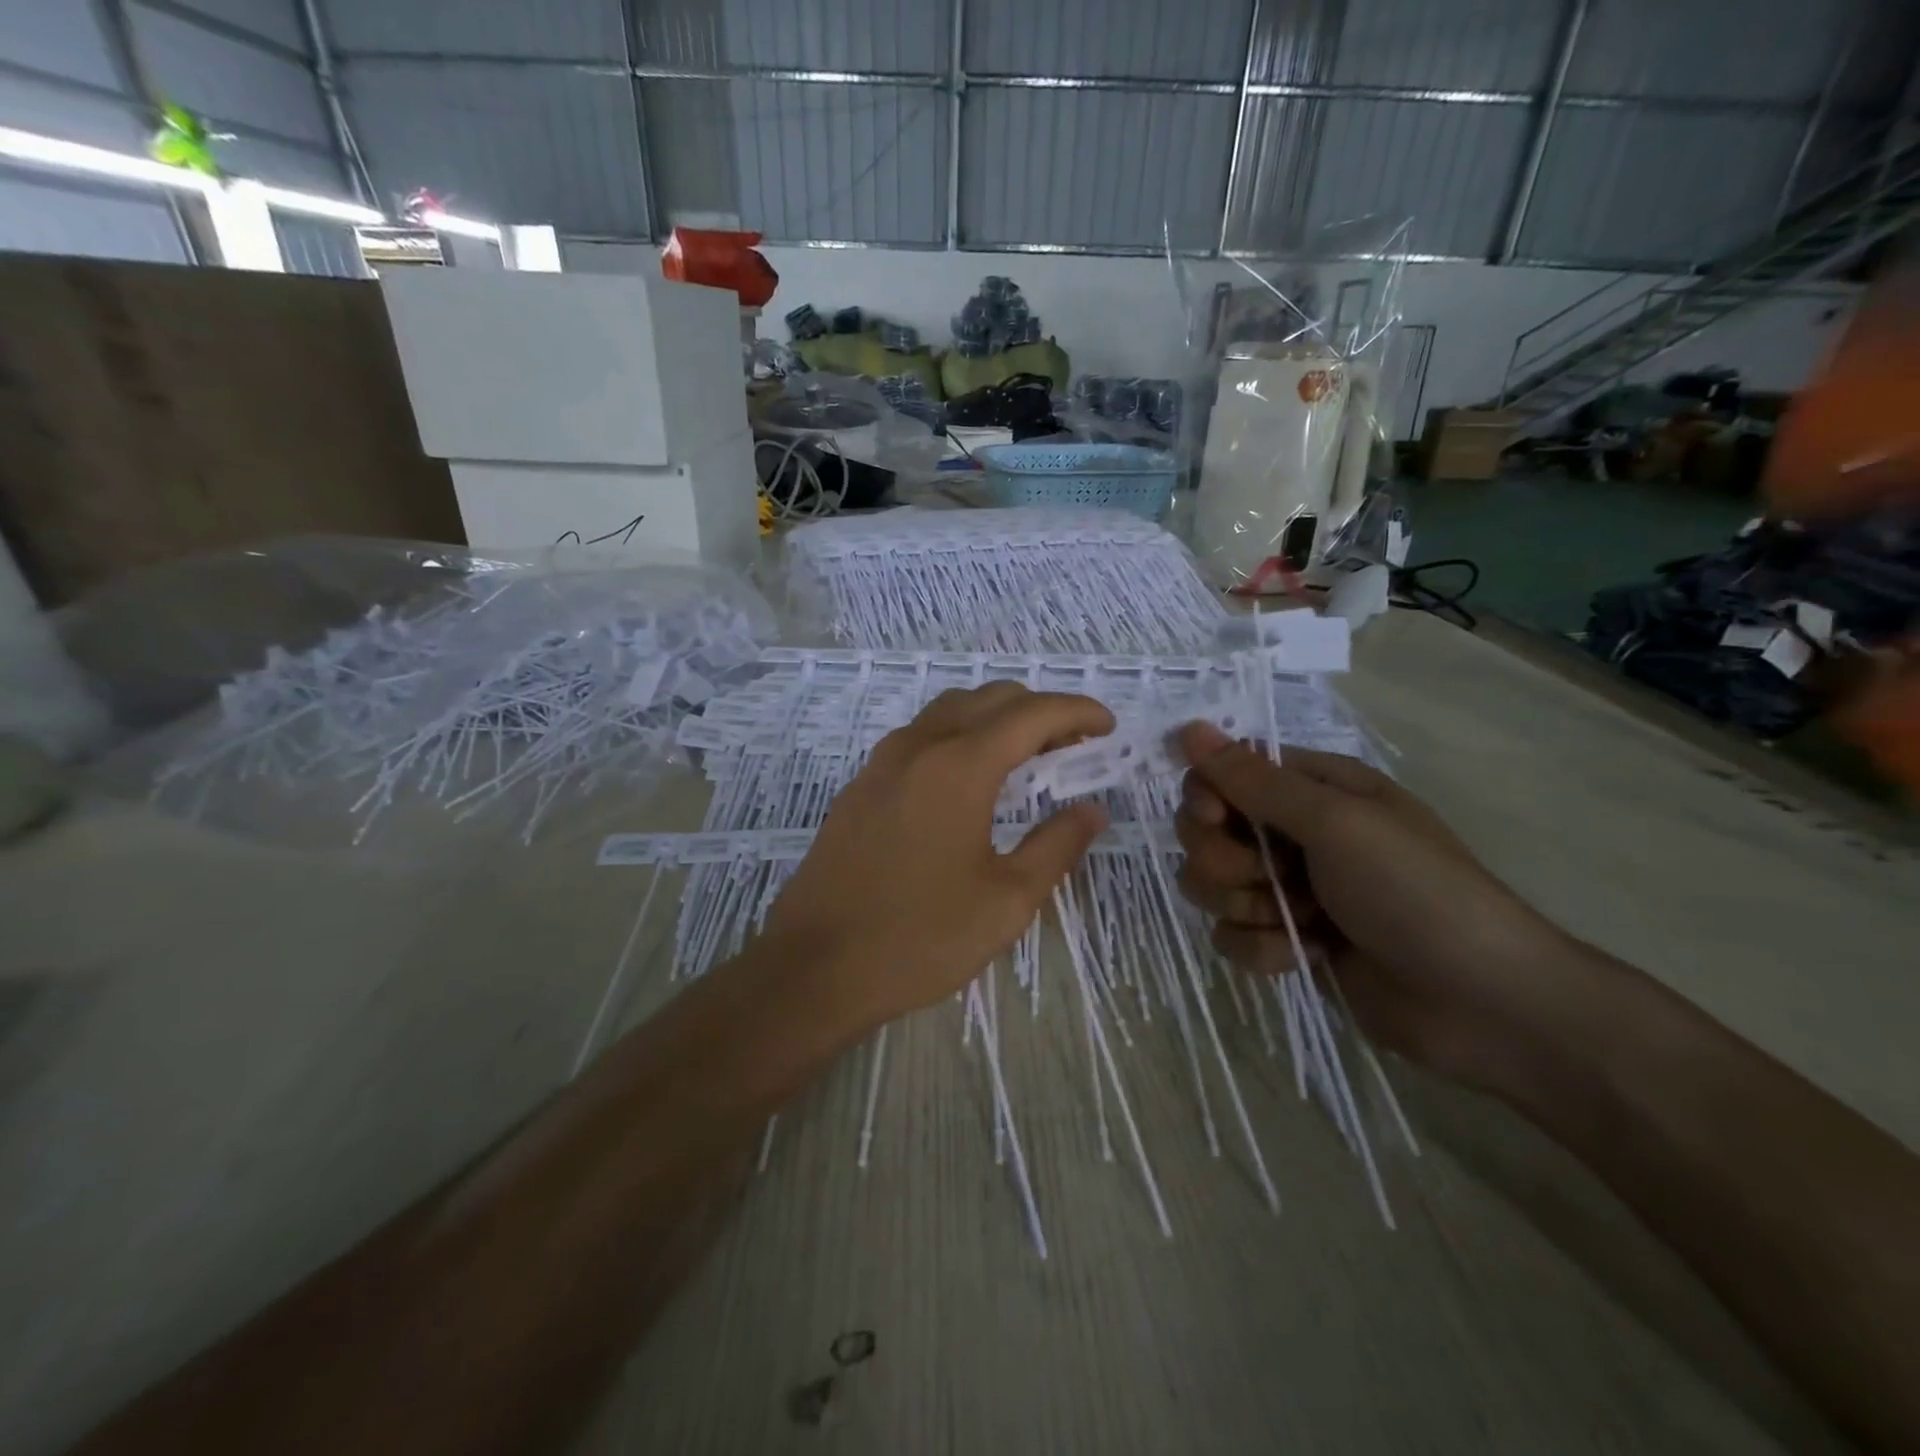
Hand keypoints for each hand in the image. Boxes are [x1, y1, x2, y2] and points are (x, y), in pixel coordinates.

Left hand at [761, 685, 1112, 1029]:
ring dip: (996, 718)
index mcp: (959, 766)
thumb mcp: (1006, 900)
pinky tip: (971, 779)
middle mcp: (918, 746)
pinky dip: (960, 735)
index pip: (1031, 714)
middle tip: (1074, 745)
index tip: (1108, 726)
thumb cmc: (919, 937)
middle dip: (1040, 711)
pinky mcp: (861, 785)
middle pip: (990, 699)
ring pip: (950, 710)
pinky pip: (920, 735)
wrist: (815, 967)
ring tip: (1028, 756)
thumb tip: (1091, 811)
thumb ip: (1056, 846)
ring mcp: (882, 762)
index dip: (1076, 711)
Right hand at [1173, 722, 1579, 1090]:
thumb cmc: (1414, 892)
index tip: (1214, 819)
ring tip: (1298, 922)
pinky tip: (1305, 956)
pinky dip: (1262, 949)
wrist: (1482, 1004)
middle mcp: (1295, 833)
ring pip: (1212, 886)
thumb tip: (1188, 728)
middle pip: (1207, 832)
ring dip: (1245, 907)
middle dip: (1225, 860)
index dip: (1205, 796)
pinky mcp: (1287, 941)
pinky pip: (1232, 936)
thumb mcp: (1336, 823)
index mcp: (1314, 789)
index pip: (1223, 774)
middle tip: (1268, 879)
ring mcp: (1290, 890)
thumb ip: (1254, 781)